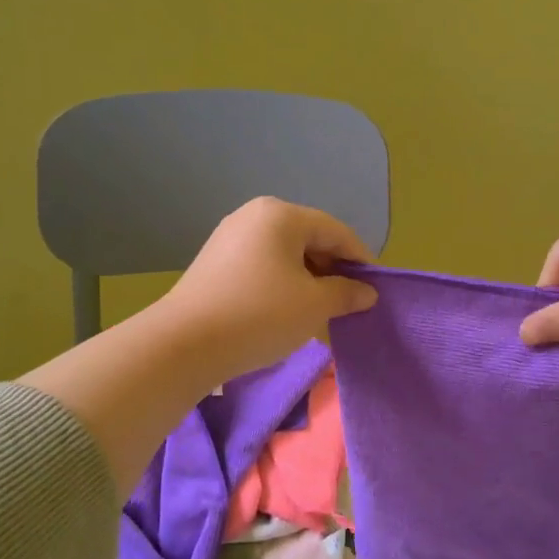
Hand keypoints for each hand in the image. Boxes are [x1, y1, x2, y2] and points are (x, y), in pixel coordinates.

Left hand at [161, 197, 377, 386]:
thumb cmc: (259, 315)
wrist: (184, 344)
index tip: (374, 289)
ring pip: (285, 254)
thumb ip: (346, 293)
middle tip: (348, 302)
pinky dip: (283, 283)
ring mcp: (230, 237)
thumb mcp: (314, 306)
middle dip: (333, 269)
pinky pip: (263, 265)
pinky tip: (287, 311)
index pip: (335, 231)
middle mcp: (254, 215)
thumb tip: (366, 293)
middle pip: (309, 238)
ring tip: (321, 310)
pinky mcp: (215, 262)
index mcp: (281, 215)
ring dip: (309, 279)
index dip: (360, 259)